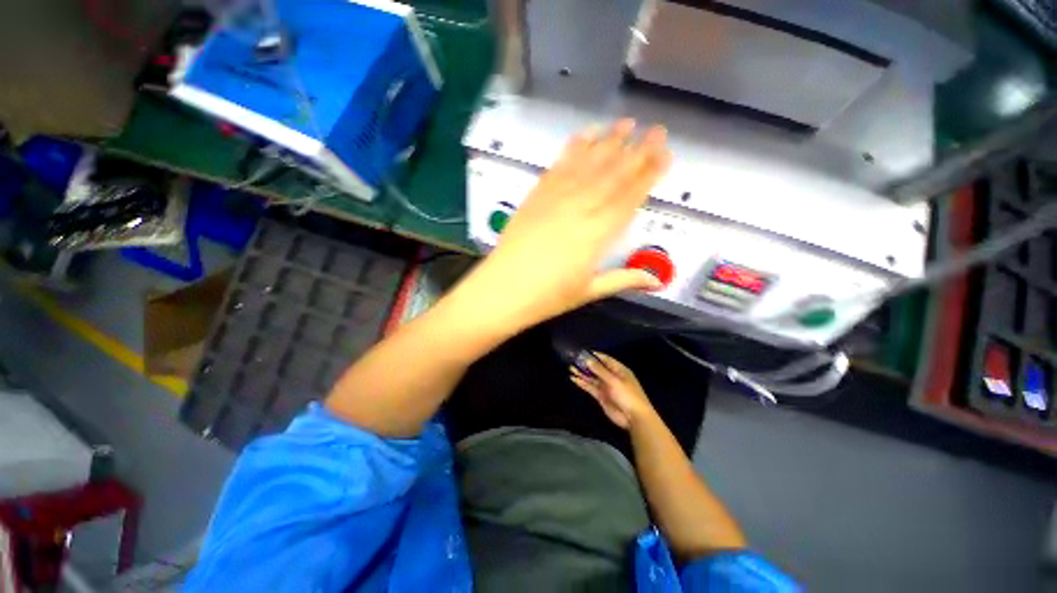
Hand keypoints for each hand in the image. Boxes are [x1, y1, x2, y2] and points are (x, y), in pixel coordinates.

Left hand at [467, 120, 670, 327]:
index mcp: (598, 234)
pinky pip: (559, 166)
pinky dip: (575, 148)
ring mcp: (556, 199)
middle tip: (657, 129)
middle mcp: (581, 209)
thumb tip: (656, 281)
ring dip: (609, 141)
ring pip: (588, 164)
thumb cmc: (548, 296)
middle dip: (638, 150)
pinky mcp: (536, 195)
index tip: (665, 154)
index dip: (649, 174)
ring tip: (627, 123)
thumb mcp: (589, 291)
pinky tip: (587, 134)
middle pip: (613, 175)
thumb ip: (624, 280)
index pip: (630, 197)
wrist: (504, 290)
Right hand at [570, 352, 654, 429]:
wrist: (633, 417)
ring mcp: (606, 387)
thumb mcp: (614, 380)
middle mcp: (612, 377)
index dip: (594, 355)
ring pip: (592, 378)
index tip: (583, 352)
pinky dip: (582, 383)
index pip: (605, 359)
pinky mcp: (601, 396)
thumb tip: (588, 360)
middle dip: (586, 364)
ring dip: (582, 373)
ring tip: (570, 368)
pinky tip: (574, 379)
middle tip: (573, 359)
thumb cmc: (627, 395)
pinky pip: (590, 387)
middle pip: (597, 368)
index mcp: (619, 370)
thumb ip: (599, 370)